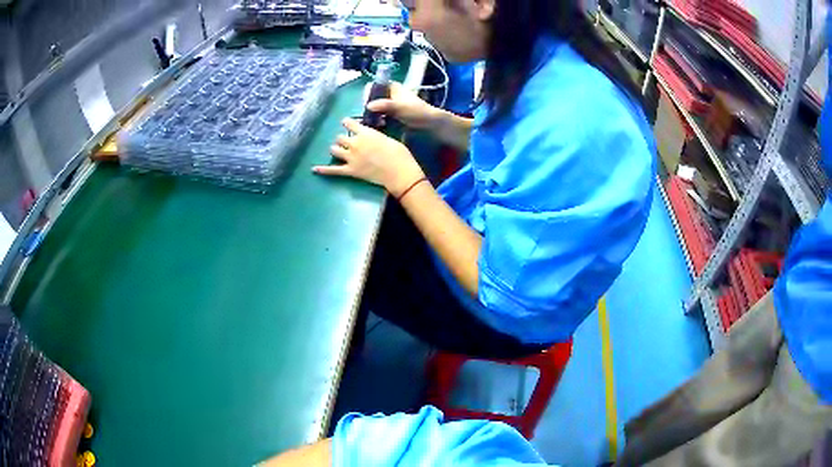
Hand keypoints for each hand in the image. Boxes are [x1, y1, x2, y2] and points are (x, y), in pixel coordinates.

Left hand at [314, 118, 425, 196]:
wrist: (399, 172)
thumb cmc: (399, 154)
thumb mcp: (388, 138)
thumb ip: (375, 136)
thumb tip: (372, 137)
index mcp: (365, 133)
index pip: (348, 123)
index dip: (347, 123)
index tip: (347, 124)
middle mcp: (355, 143)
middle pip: (340, 138)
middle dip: (343, 139)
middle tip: (348, 142)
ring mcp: (351, 158)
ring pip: (334, 150)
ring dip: (336, 149)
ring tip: (338, 151)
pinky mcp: (350, 171)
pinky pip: (333, 170)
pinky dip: (323, 170)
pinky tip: (313, 169)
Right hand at [366, 82, 441, 129]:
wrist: (430, 123)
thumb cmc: (416, 111)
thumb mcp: (399, 106)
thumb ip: (384, 105)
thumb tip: (369, 106)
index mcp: (392, 87)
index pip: (374, 86)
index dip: (368, 94)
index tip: (366, 105)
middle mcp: (390, 94)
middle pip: (373, 98)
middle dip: (370, 107)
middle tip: (369, 117)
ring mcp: (391, 105)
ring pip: (376, 108)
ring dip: (373, 115)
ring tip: (374, 123)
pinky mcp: (393, 115)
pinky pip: (381, 116)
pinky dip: (378, 121)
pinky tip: (380, 126)